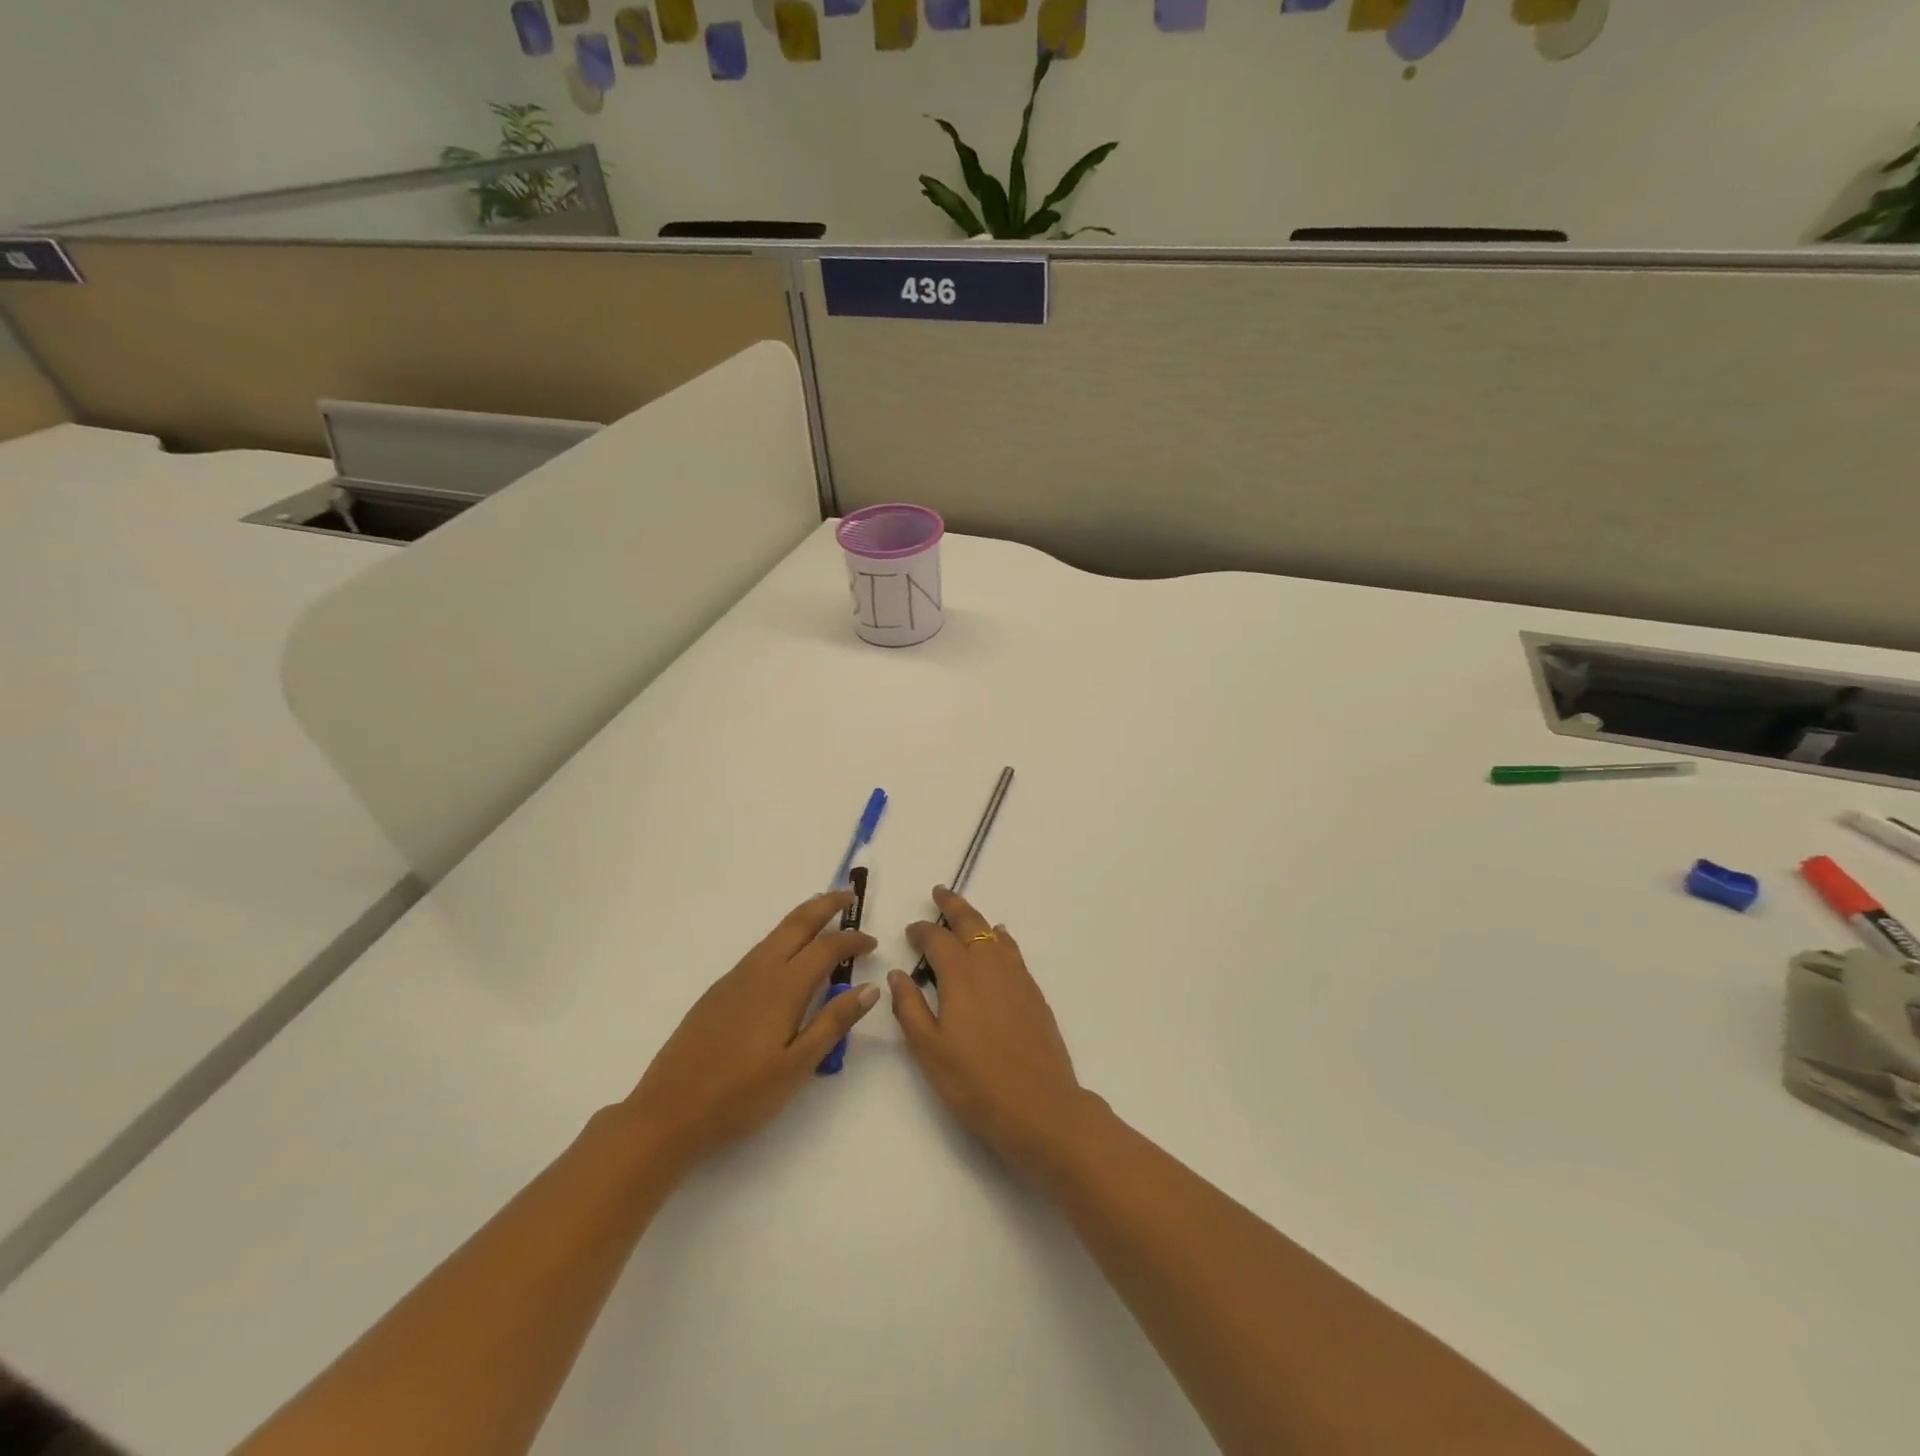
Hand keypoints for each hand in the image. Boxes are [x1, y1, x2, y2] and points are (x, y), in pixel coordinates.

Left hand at [626, 892, 878, 1170]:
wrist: (668, 1112)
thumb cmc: (740, 1096)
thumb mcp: (796, 1066)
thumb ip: (833, 1023)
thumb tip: (870, 988)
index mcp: (783, 987)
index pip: (826, 948)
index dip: (852, 940)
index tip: (872, 942)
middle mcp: (759, 971)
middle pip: (797, 923)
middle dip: (825, 904)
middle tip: (848, 896)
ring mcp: (734, 979)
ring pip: (775, 934)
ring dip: (803, 919)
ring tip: (823, 916)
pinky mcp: (718, 992)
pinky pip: (759, 951)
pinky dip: (783, 939)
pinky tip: (786, 957)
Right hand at [888, 887, 1101, 1180]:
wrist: (1041, 1108)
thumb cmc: (976, 1084)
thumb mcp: (930, 1052)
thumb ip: (910, 1008)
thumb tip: (897, 974)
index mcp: (961, 976)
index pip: (937, 939)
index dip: (922, 931)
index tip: (911, 930)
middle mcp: (991, 966)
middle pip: (971, 923)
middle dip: (953, 905)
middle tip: (939, 893)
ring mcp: (1017, 977)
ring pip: (995, 934)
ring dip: (977, 920)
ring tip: (965, 917)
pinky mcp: (1034, 993)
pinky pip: (1013, 951)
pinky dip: (1000, 939)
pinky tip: (999, 945)